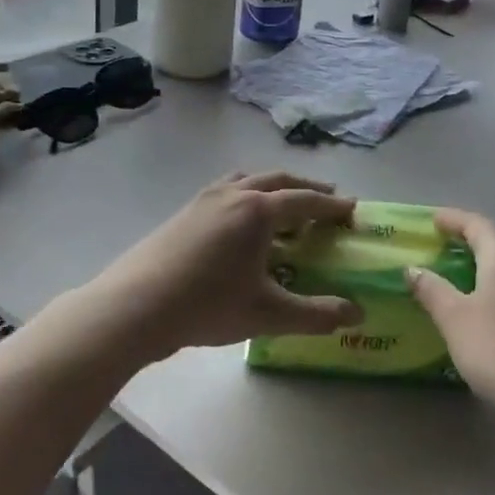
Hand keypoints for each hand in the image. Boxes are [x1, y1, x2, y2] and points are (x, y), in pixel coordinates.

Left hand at [79, 172, 361, 364]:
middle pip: (277, 180)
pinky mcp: (183, 212)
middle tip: (327, 198)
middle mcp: (233, 194)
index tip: (352, 208)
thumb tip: (357, 315)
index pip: (305, 201)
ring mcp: (204, 199)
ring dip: (272, 186)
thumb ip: (316, 314)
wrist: (136, 305)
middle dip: (305, 187)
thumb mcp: (268, 314)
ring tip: (283, 204)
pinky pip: (225, 191)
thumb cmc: (208, 305)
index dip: (332, 206)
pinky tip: (240, 222)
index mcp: (258, 210)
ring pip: (247, 179)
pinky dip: (245, 195)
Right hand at [406, 209, 494, 424]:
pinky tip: (489, 317)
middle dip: (470, 245)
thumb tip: (413, 268)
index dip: (453, 219)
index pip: (476, 224)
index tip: (432, 220)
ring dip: (486, 272)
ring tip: (461, 284)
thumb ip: (432, 291)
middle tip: (443, 251)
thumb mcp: (456, 319)